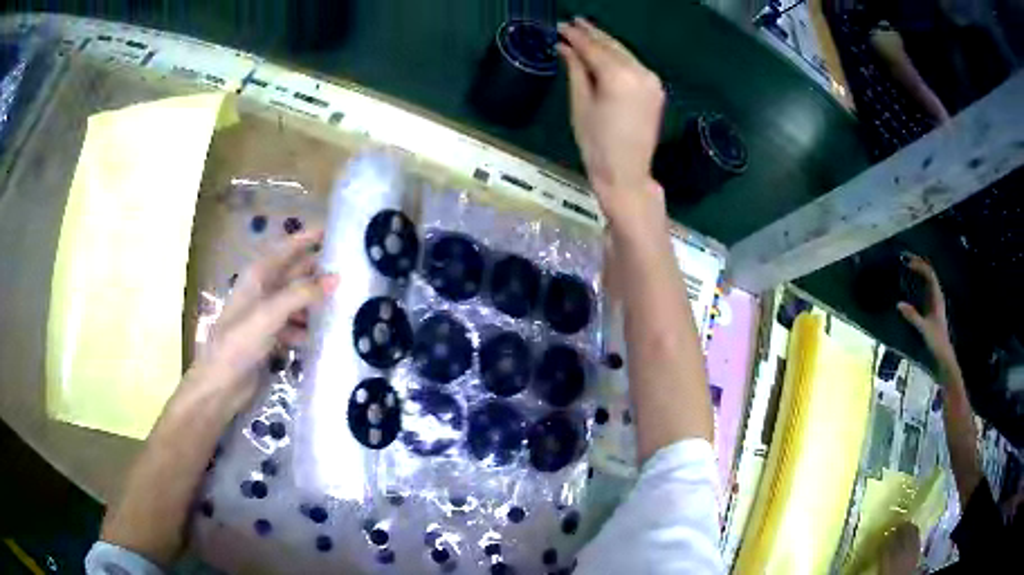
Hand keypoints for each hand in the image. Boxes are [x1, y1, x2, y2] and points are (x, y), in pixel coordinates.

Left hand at [187, 230, 337, 412]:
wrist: (220, 385)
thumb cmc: (239, 343)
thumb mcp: (270, 314)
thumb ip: (302, 294)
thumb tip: (336, 278)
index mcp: (259, 276)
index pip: (287, 248)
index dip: (308, 237)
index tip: (335, 232)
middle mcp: (264, 290)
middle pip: (296, 273)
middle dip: (319, 272)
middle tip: (353, 273)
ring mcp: (267, 315)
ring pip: (298, 301)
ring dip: (317, 303)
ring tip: (347, 305)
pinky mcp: (271, 337)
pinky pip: (296, 325)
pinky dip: (309, 328)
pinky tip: (324, 336)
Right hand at [558, 18, 665, 225]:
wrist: (627, 173)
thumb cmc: (596, 143)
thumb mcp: (580, 104)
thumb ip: (576, 70)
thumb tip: (565, 47)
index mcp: (619, 76)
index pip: (593, 48)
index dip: (575, 36)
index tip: (560, 26)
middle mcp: (640, 72)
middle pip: (612, 46)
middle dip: (592, 33)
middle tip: (573, 22)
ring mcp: (652, 81)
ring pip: (624, 53)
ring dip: (605, 42)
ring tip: (586, 31)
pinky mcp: (656, 90)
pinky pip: (634, 65)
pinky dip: (618, 56)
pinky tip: (606, 51)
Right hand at [897, 254, 953, 363]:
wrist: (943, 353)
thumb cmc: (936, 340)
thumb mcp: (924, 328)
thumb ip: (912, 316)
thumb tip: (898, 304)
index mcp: (937, 297)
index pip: (929, 274)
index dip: (920, 266)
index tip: (908, 263)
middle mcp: (937, 295)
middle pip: (929, 273)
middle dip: (919, 264)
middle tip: (906, 258)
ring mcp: (935, 301)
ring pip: (928, 279)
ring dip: (919, 271)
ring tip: (908, 266)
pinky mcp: (932, 307)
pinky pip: (926, 288)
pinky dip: (919, 281)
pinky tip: (912, 283)